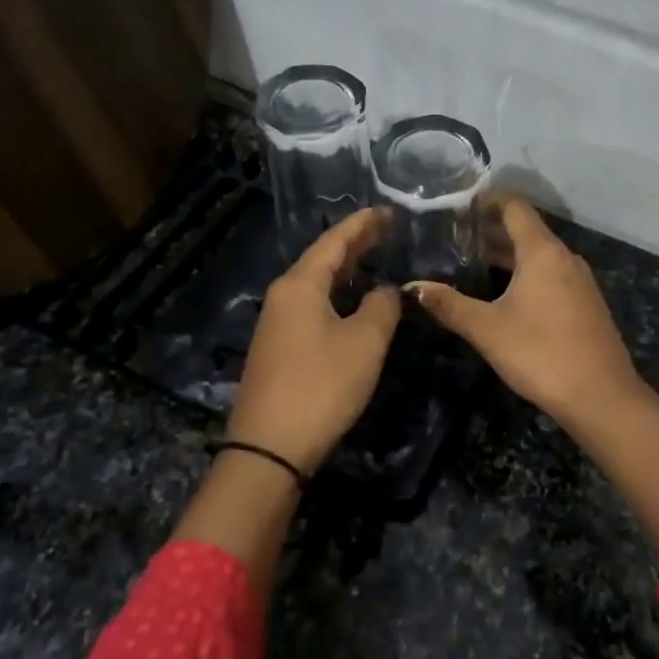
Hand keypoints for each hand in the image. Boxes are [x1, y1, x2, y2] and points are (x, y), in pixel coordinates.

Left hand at [225, 208, 400, 473]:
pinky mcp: (280, 348)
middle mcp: (283, 296)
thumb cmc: (321, 385)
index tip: (387, 211)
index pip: (334, 241)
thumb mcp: (365, 342)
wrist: (270, 446)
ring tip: (374, 258)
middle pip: (322, 259)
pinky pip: (312, 306)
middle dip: (355, 243)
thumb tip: (387, 290)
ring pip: (317, 284)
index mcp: (300, 285)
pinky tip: (353, 302)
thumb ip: (382, 306)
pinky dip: (336, 294)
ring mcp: (278, 324)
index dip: (363, 224)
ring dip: (346, 270)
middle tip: (386, 229)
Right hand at [409, 196, 642, 428]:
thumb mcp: (487, 329)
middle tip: (454, 238)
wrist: (601, 396)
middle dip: (492, 230)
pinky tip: (506, 294)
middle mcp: (564, 257)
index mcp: (542, 252)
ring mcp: (580, 280)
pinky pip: (551, 274)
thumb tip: (412, 288)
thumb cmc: (540, 353)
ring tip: (473, 264)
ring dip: (509, 254)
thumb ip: (449, 305)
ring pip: (539, 254)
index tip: (457, 207)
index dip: (487, 201)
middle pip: (526, 229)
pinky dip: (527, 273)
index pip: (514, 206)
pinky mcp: (586, 303)